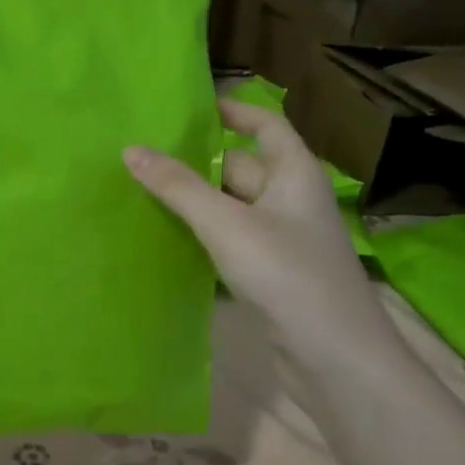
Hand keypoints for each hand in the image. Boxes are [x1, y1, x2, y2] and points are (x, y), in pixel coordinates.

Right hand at [124, 101, 369, 337]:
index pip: (266, 125)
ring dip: (195, 202)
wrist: (333, 356)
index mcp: (294, 173)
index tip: (189, 108)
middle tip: (143, 156)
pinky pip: (231, 242)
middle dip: (196, 162)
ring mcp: (282, 240)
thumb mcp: (227, 224)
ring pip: (232, 208)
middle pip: (240, 167)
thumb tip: (131, 149)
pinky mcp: (270, 274)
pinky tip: (168, 238)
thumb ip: (178, 187)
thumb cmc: (287, 274)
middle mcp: (291, 200)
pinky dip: (203, 236)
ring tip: (142, 192)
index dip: (233, 111)